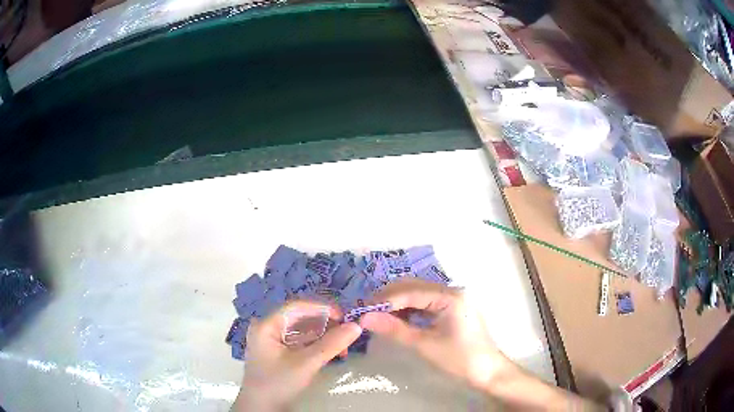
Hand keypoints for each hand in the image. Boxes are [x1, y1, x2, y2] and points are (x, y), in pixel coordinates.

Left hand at [233, 301, 362, 410]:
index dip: (322, 308)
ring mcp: (271, 340)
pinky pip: (299, 341)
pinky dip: (315, 345)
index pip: (297, 307)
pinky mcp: (277, 352)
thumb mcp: (306, 364)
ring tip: (342, 346)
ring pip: (301, 330)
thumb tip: (356, 326)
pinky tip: (331, 351)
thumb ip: (331, 344)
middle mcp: (267, 327)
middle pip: (300, 318)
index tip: (345, 316)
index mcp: (267, 325)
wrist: (262, 407)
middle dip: (325, 325)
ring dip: (323, 336)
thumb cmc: (278, 383)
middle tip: (347, 333)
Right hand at [359, 278, 510, 390]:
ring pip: (418, 294)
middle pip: (414, 287)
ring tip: (377, 316)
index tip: (363, 310)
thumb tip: (365, 318)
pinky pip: (425, 303)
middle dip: (389, 298)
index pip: (411, 291)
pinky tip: (396, 319)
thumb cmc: (459, 358)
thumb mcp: (425, 344)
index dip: (385, 300)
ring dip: (397, 303)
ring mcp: (452, 299)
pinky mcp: (451, 309)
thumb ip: (395, 329)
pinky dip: (409, 310)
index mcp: (449, 296)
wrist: (487, 371)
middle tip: (367, 312)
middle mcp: (451, 291)